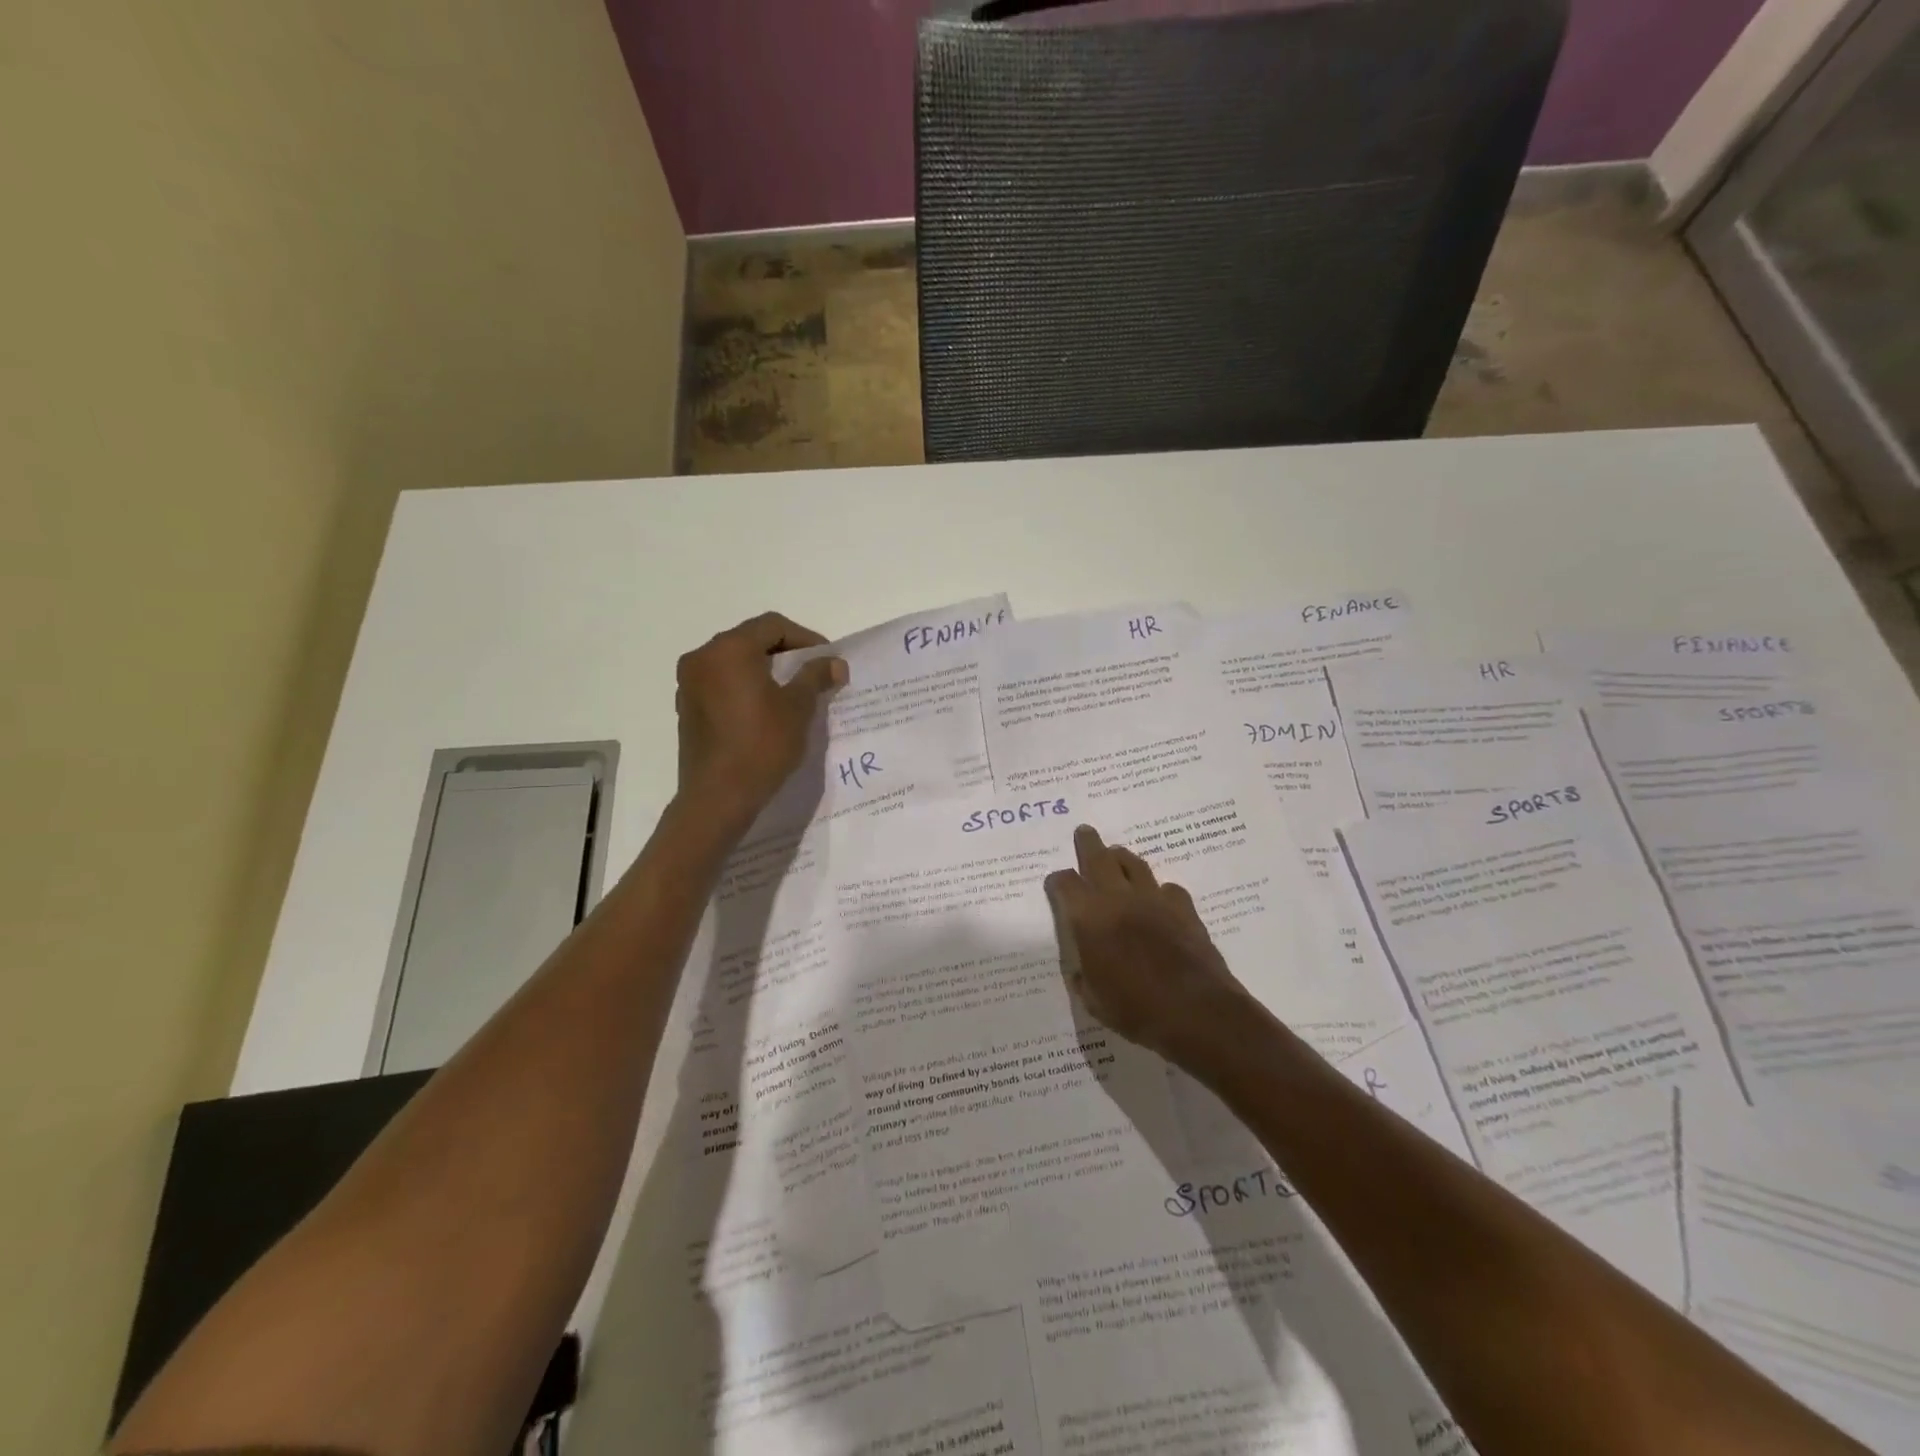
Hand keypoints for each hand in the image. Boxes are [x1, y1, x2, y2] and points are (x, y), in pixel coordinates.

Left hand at [675, 612, 845, 825]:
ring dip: (764, 669)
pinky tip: (764, 710)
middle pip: (750, 640)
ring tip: (791, 692)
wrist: (718, 797)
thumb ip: (815, 677)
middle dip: (784, 653)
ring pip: (734, 662)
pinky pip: (721, 683)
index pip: (772, 626)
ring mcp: (689, 683)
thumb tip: (836, 663)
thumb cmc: (761, 746)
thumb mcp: (797, 708)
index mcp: (729, 650)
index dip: (805, 638)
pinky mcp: (687, 707)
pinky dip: (744, 686)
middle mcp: (702, 657)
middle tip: (812, 673)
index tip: (826, 660)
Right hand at [1044, 825, 1252, 1067]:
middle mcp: (1119, 898)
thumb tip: (1083, 966)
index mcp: (1089, 917)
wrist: (1196, 1012)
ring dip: (1122, 857)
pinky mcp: (1184, 910)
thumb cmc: (1135, 1009)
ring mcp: (1155, 900)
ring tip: (1117, 854)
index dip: (1058, 881)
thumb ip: (1084, 976)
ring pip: (1134, 864)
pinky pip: (1168, 888)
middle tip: (1084, 831)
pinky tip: (1159, 899)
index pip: (1066, 884)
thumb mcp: (1093, 1000)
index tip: (1055, 883)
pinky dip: (1159, 890)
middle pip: (1099, 857)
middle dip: (1088, 843)